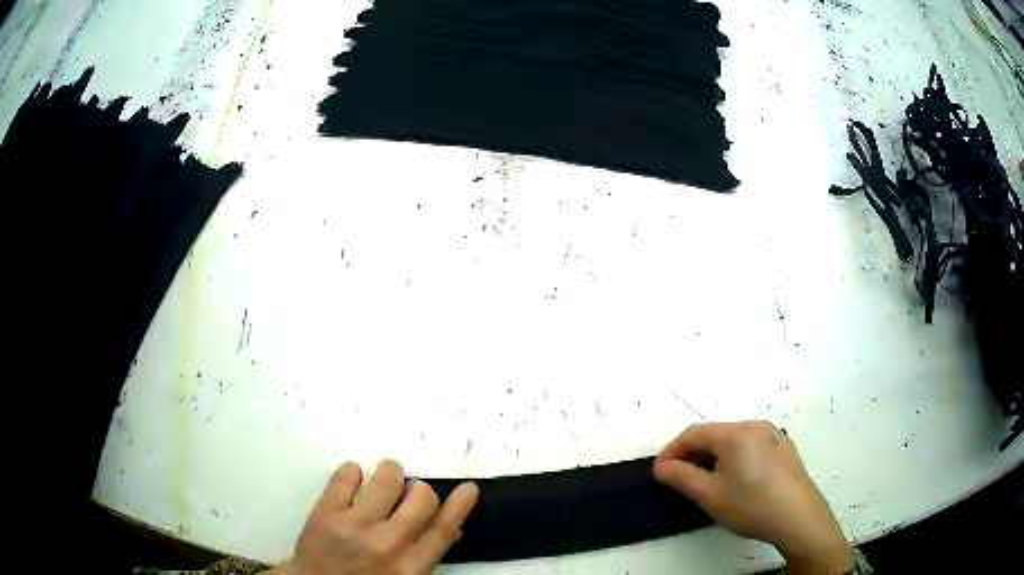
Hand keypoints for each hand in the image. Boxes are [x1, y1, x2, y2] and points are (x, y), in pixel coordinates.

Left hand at [272, 460, 478, 574]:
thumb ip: (425, 557)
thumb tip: (452, 530)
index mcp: (411, 567)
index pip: (443, 530)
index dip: (459, 506)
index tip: (468, 488)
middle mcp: (387, 544)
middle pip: (421, 498)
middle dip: (419, 490)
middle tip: (409, 493)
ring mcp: (354, 526)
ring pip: (387, 479)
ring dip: (390, 474)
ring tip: (382, 482)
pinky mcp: (325, 512)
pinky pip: (346, 476)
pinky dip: (353, 471)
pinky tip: (353, 480)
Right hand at [654, 421, 850, 574]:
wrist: (798, 517)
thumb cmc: (751, 505)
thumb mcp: (709, 495)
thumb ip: (680, 477)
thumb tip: (662, 466)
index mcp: (736, 433)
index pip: (694, 433)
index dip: (672, 451)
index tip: (659, 472)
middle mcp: (755, 426)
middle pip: (715, 435)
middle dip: (692, 455)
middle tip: (679, 480)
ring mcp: (773, 436)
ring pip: (733, 441)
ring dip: (713, 458)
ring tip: (706, 483)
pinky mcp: (784, 449)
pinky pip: (751, 447)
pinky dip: (734, 459)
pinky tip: (736, 482)